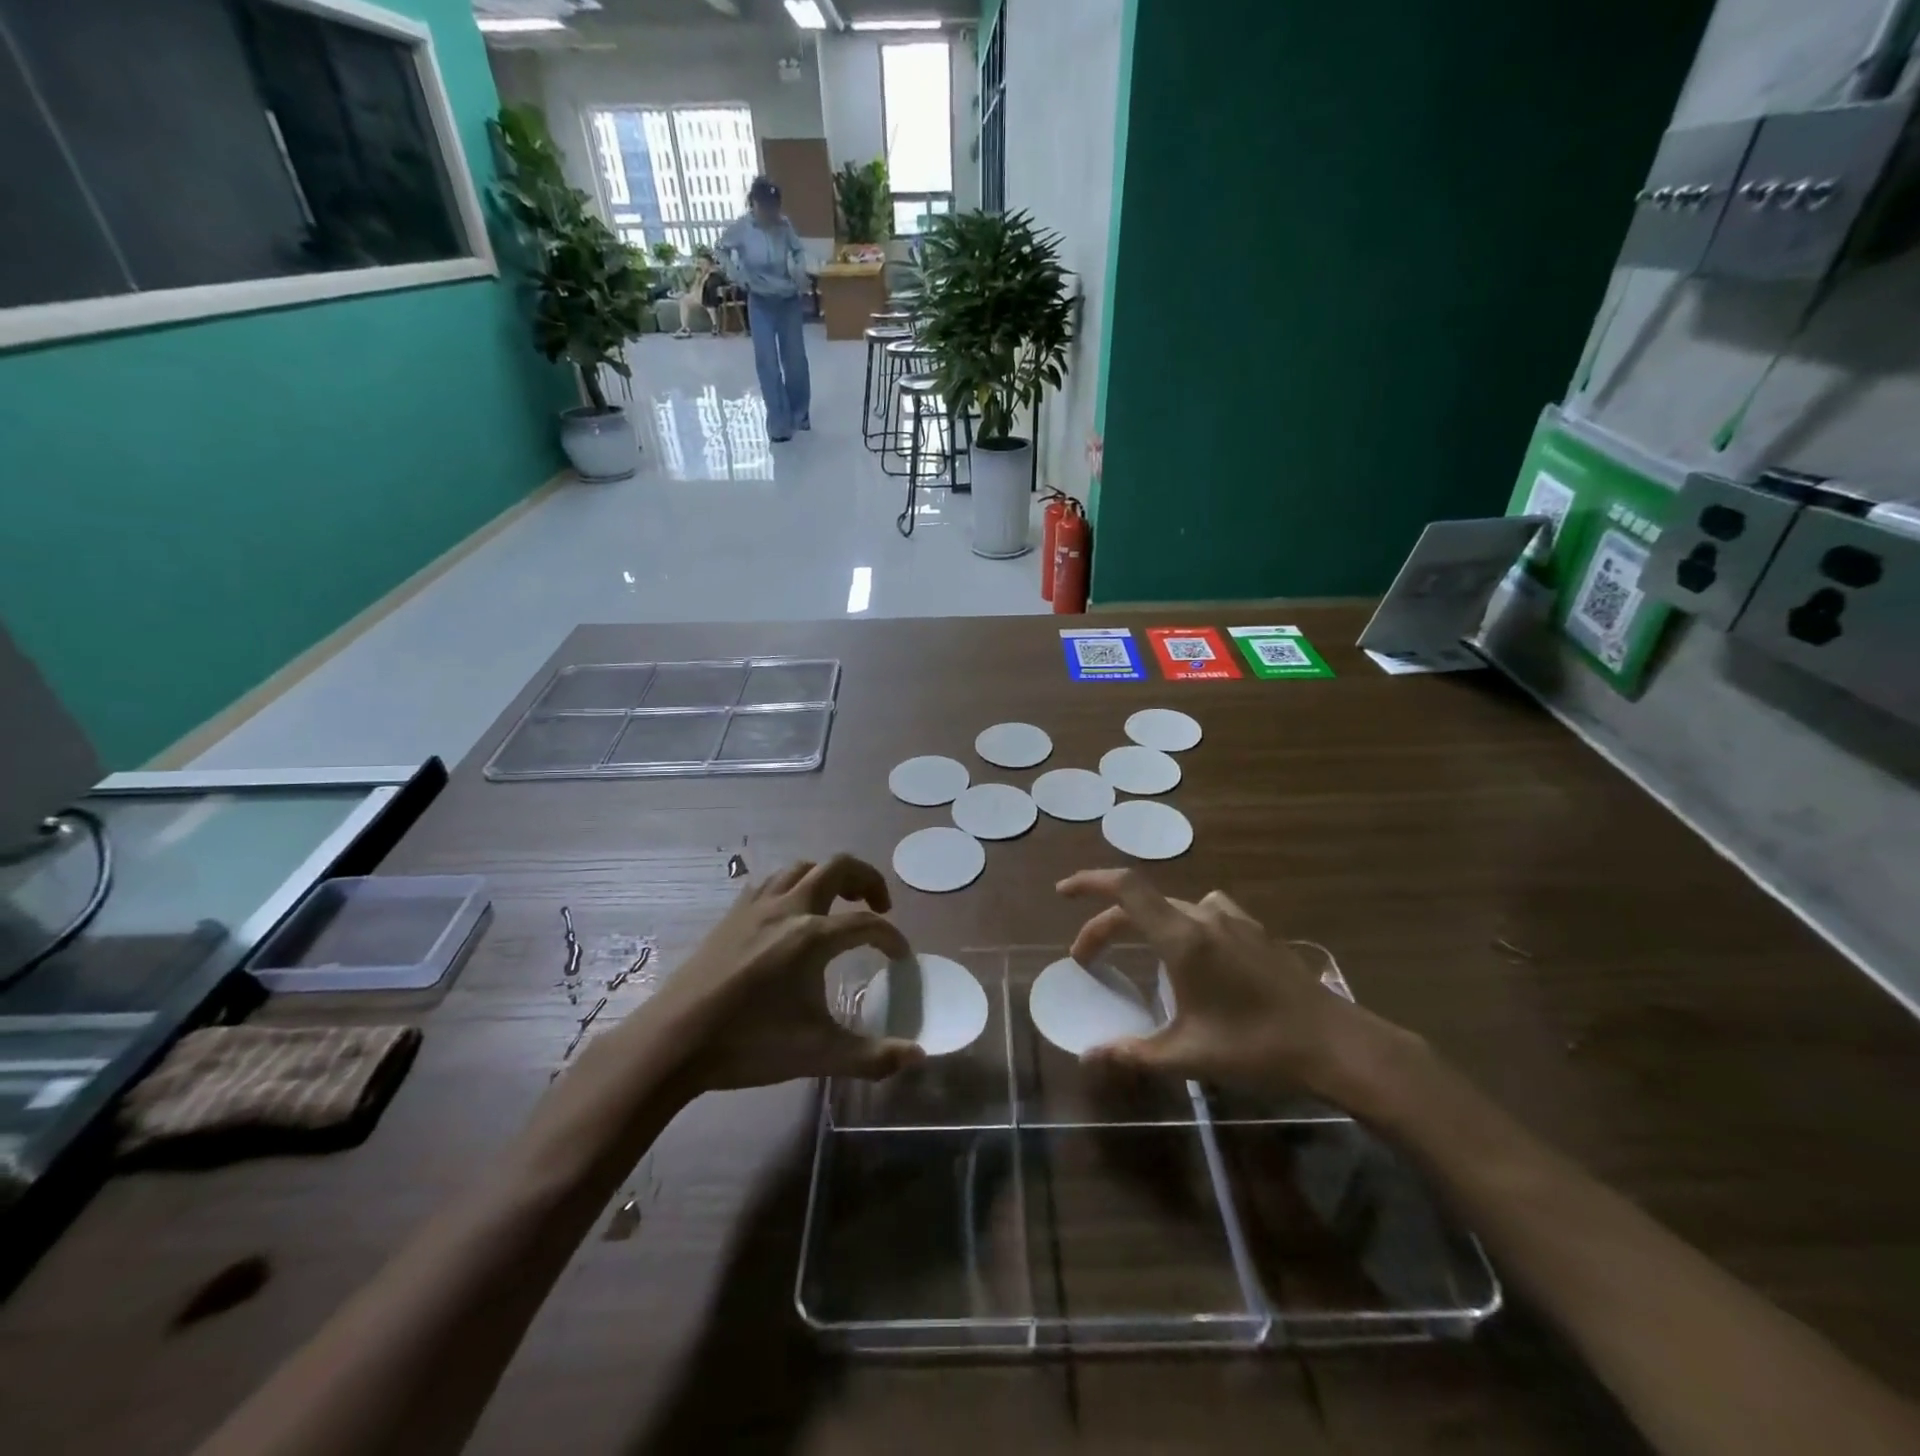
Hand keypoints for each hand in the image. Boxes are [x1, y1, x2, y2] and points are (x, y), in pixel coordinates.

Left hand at [655, 855, 924, 1092]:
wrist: (674, 1041)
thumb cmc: (749, 1044)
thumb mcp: (817, 1054)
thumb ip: (872, 1056)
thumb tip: (919, 1057)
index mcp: (812, 936)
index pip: (867, 924)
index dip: (891, 938)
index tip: (901, 957)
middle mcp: (789, 908)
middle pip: (838, 867)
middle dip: (867, 880)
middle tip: (878, 907)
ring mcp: (756, 906)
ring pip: (803, 867)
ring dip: (829, 877)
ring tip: (839, 904)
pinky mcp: (733, 914)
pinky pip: (772, 880)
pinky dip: (794, 884)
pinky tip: (791, 913)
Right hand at [1057, 869, 1409, 1107]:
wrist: (1336, 1044)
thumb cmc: (1256, 1047)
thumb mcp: (1188, 1055)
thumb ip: (1132, 1053)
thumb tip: (1086, 1058)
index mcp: (1183, 938)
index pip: (1125, 889)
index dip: (1089, 882)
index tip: (1063, 892)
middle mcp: (1204, 917)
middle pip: (1141, 905)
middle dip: (1107, 926)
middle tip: (1088, 959)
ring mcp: (1234, 920)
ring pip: (1173, 908)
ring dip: (1144, 924)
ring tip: (1137, 953)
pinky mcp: (1255, 930)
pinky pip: (1205, 912)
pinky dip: (1181, 923)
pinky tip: (1194, 951)